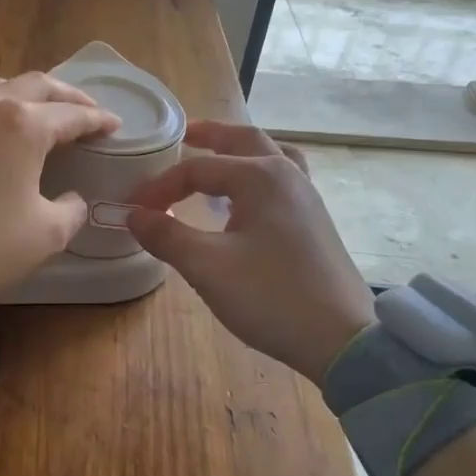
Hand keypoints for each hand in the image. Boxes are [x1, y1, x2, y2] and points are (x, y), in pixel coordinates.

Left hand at [0, 73, 119, 320]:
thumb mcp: (46, 235)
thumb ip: (71, 209)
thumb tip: (71, 198)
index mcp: (23, 126)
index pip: (72, 115)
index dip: (98, 120)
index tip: (114, 126)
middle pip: (35, 85)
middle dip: (66, 96)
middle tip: (85, 112)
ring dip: (25, 97)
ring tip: (39, 115)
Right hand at [126, 121, 375, 382]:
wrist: (341, 339)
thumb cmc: (270, 296)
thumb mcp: (207, 266)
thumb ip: (166, 235)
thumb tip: (134, 214)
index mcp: (260, 176)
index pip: (197, 169)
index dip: (160, 187)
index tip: (134, 210)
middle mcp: (287, 174)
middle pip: (243, 140)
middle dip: (210, 136)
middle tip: (183, 136)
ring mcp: (307, 196)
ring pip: (269, 156)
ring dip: (239, 151)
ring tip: (217, 157)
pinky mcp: (316, 220)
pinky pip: (282, 179)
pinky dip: (258, 174)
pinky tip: (246, 199)